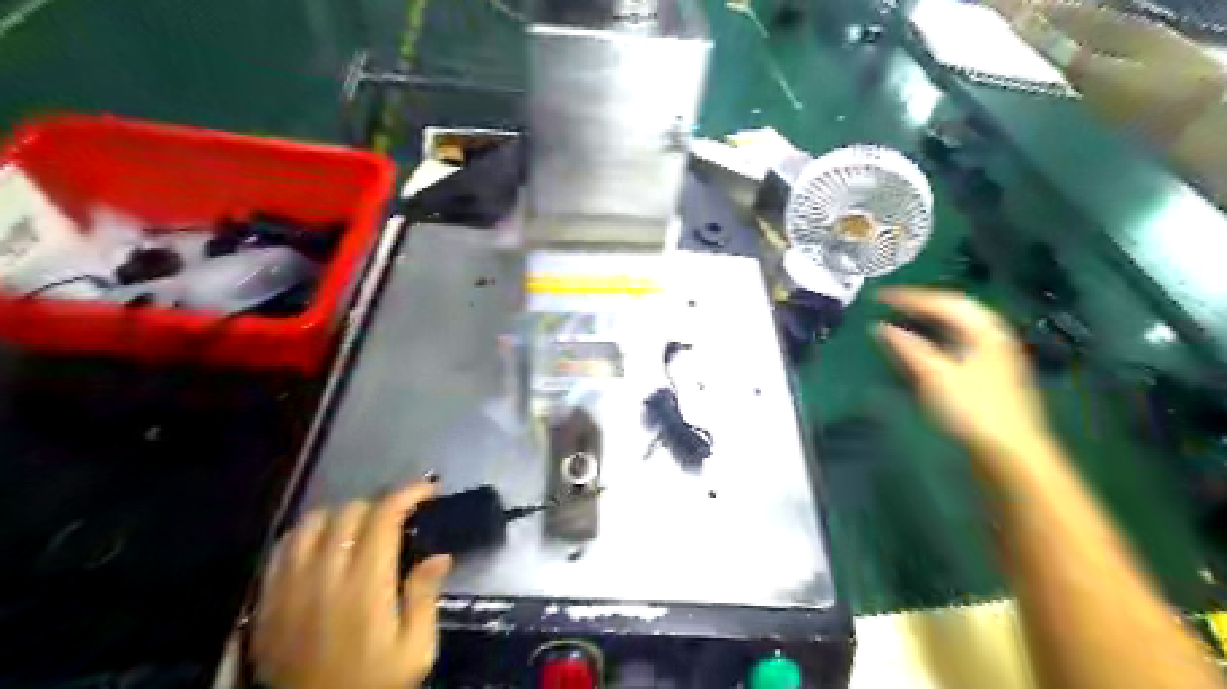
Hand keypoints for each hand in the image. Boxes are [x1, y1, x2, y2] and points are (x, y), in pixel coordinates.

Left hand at [252, 482, 451, 688]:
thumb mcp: (415, 651)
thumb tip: (439, 555)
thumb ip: (425, 598)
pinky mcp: (266, 602)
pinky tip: (322, 545)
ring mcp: (289, 588)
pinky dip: (306, 534)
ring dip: (341, 516)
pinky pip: (282, 549)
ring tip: (359, 528)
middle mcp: (324, 577)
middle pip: (348, 512)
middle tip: (399, 519)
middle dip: (380, 505)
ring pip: (311, 523)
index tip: (429, 491)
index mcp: (365, 587)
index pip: (383, 517)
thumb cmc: (373, 686)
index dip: (408, 493)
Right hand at [878, 288, 1060, 472]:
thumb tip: (881, 326)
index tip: (879, 296)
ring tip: (902, 319)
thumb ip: (907, 348)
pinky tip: (922, 347)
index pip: (943, 301)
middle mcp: (992, 335)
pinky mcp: (988, 374)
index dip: (909, 296)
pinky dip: (935, 337)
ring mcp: (993, 355)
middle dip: (921, 303)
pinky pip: (958, 342)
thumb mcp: (935, 375)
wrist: (1009, 453)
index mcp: (984, 330)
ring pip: (958, 326)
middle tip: (891, 303)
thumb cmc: (972, 410)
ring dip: (929, 320)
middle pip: (955, 308)